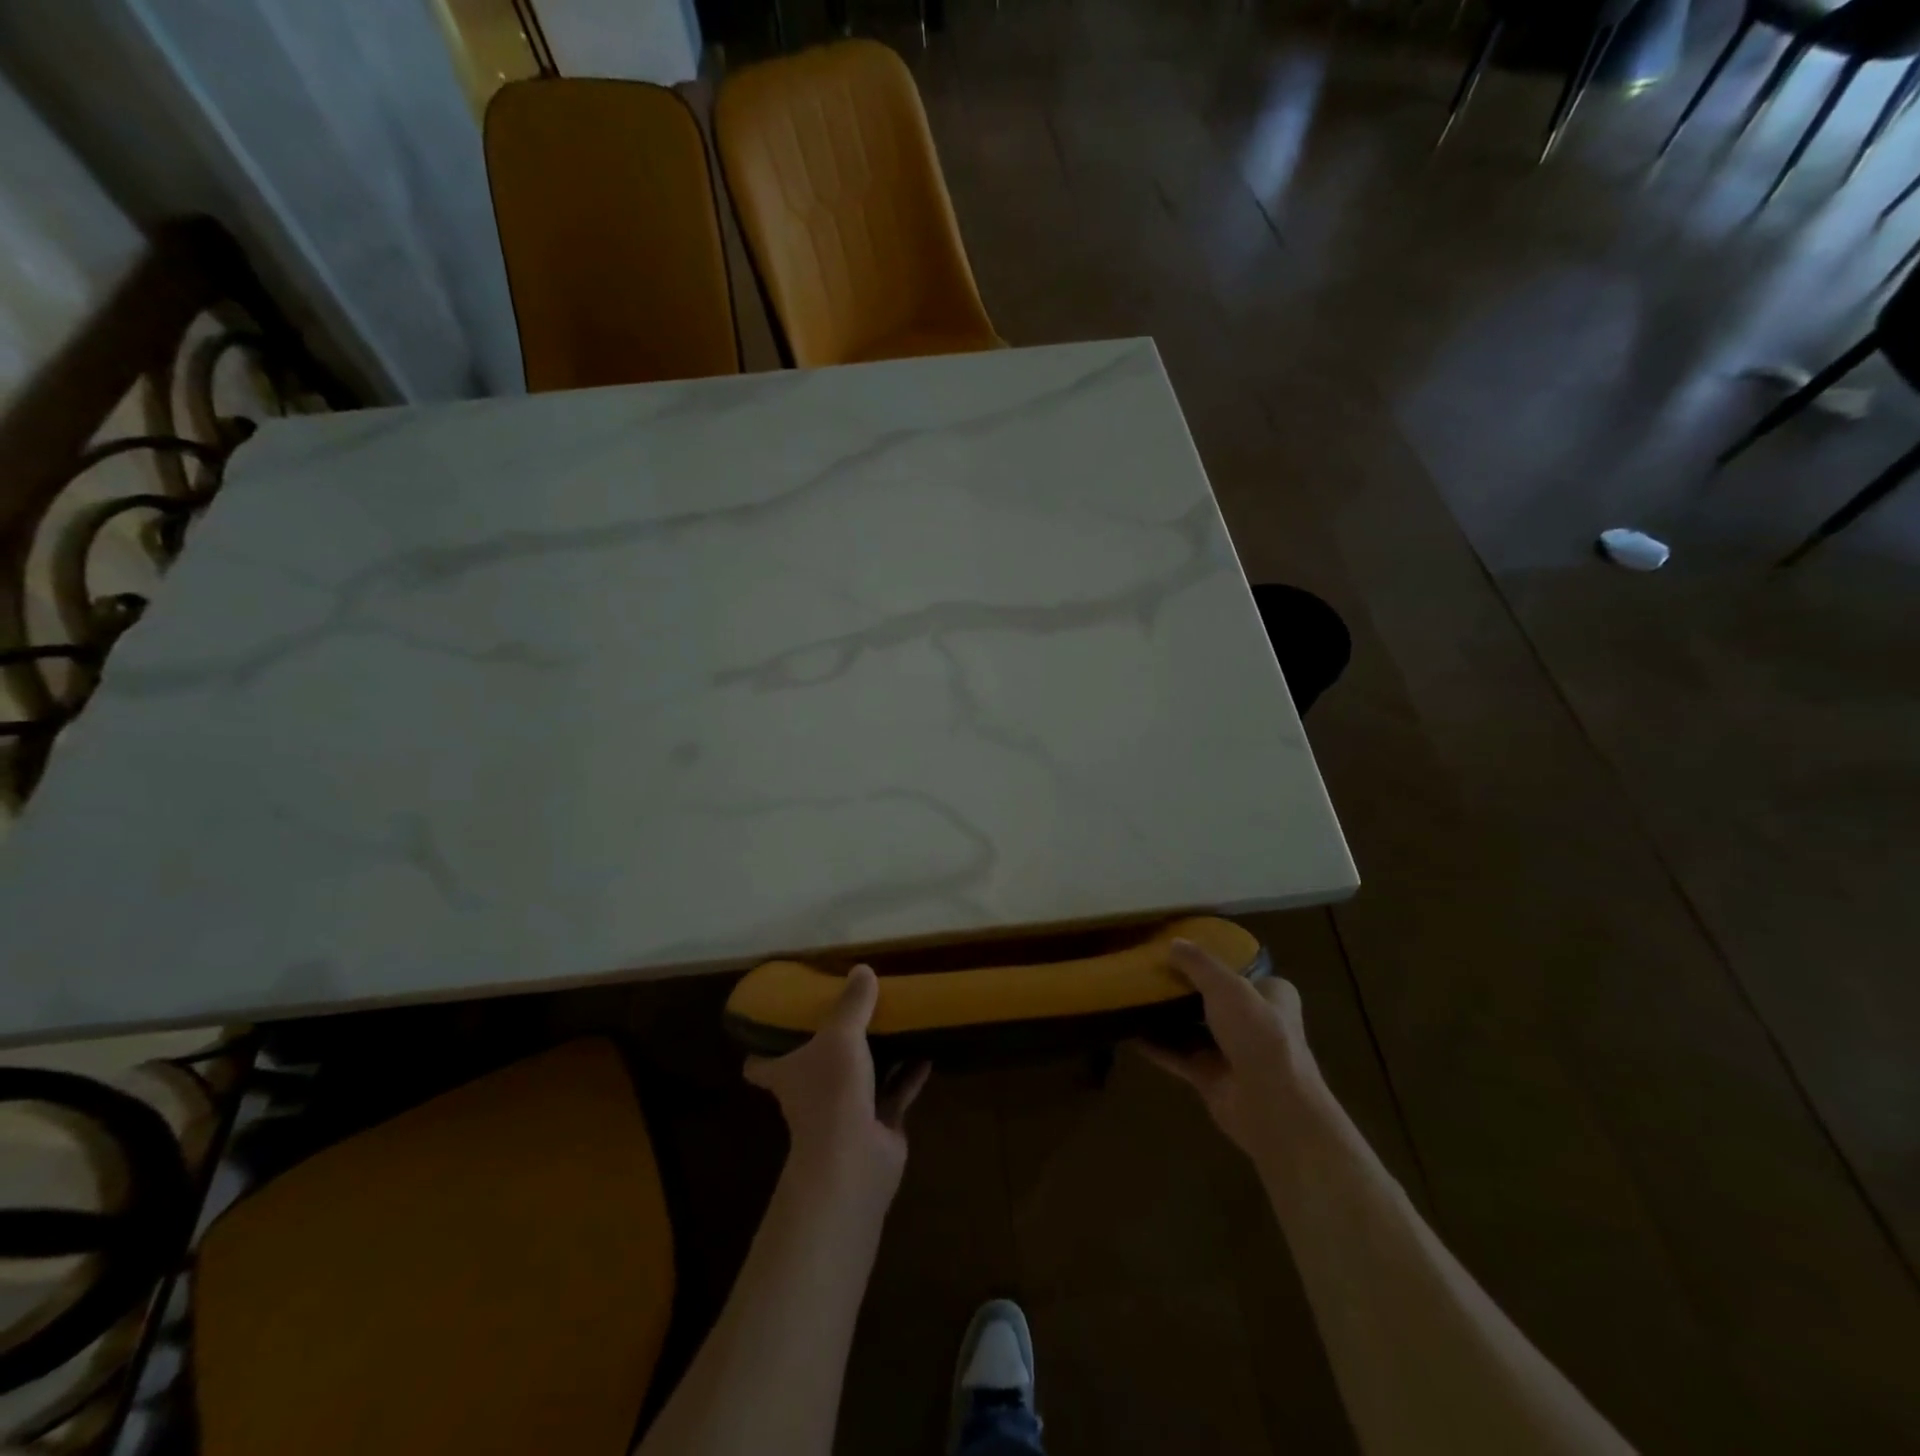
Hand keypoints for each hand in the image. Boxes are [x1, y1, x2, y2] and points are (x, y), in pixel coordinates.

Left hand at [745, 964, 930, 1197]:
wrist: (855, 1159)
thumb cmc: (832, 1092)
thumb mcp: (841, 1036)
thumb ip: (852, 1004)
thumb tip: (862, 969)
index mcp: (788, 1073)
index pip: (761, 1064)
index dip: (763, 1047)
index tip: (776, 1023)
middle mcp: (812, 1093)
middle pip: (816, 1066)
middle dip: (831, 1045)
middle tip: (850, 1011)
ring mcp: (845, 1111)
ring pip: (860, 1077)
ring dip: (876, 1056)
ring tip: (894, 1025)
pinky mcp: (877, 1125)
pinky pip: (894, 1093)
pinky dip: (908, 1074)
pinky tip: (926, 1052)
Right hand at [1138, 939, 1327, 1165]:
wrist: (1271, 1105)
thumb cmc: (1258, 1033)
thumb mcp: (1227, 985)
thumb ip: (1198, 963)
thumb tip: (1172, 943)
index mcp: (1271, 994)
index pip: (1240, 971)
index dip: (1212, 960)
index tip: (1180, 950)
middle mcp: (1254, 1022)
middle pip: (1212, 999)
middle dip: (1183, 988)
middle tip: (1149, 971)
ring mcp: (1232, 1053)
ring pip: (1193, 1028)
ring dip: (1167, 1017)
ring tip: (1133, 996)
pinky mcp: (1211, 1078)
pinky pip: (1178, 1056)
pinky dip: (1156, 1046)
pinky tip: (1129, 1032)